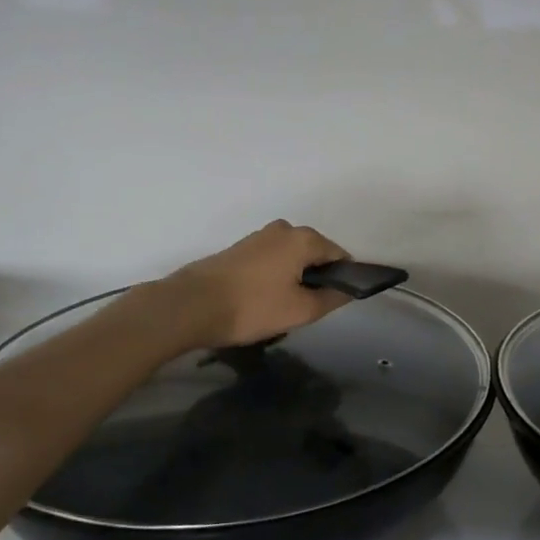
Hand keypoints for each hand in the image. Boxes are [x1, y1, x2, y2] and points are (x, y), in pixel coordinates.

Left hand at [169, 220, 352, 348]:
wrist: (190, 306)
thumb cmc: (252, 307)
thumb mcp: (300, 310)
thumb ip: (332, 298)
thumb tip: (348, 289)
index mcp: (304, 239)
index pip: (339, 256)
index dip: (343, 279)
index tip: (333, 303)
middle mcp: (285, 229)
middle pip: (315, 254)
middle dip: (316, 279)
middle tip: (306, 310)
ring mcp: (260, 236)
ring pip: (292, 258)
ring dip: (294, 279)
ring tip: (281, 308)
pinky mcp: (241, 248)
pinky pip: (272, 260)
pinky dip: (275, 276)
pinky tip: (263, 300)